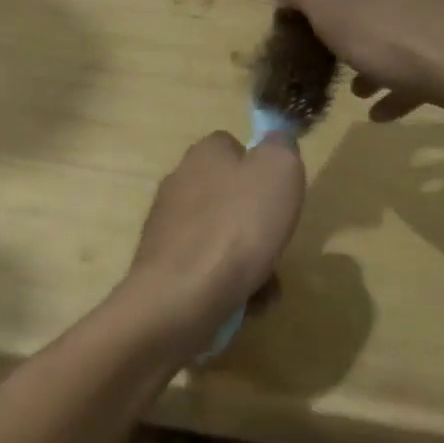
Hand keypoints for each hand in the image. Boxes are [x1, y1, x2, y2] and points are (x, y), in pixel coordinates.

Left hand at [119, 131, 305, 355]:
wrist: (182, 296)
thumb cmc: (238, 226)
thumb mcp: (279, 171)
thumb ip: (281, 147)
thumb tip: (274, 140)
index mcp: (204, 154)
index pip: (233, 146)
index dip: (260, 167)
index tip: (278, 193)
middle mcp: (179, 182)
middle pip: (229, 196)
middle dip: (257, 223)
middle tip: (275, 243)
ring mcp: (167, 225)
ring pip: (222, 236)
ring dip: (249, 259)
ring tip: (265, 285)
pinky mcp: (163, 264)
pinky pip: (207, 269)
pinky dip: (228, 283)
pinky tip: (244, 302)